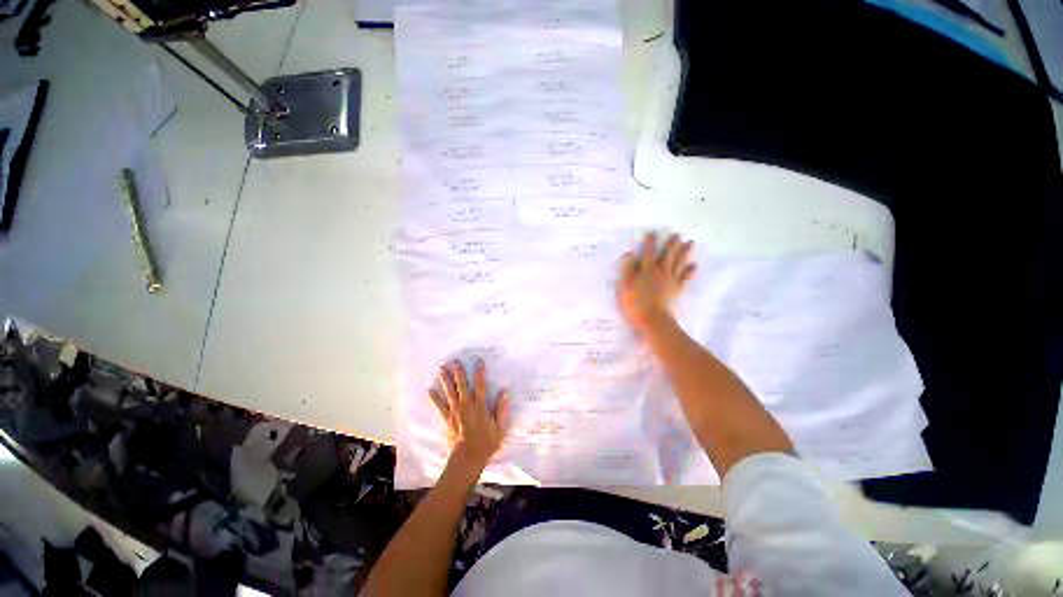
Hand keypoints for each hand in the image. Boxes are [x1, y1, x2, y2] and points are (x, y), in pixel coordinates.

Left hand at [429, 360, 509, 472]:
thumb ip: (502, 409)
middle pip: (462, 385)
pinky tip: (429, 390)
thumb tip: (504, 392)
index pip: (481, 385)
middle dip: (458, 372)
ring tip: (442, 369)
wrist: (468, 458)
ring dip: (446, 380)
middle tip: (454, 361)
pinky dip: (434, 398)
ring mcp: (455, 411)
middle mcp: (466, 405)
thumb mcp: (500, 427)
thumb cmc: (486, 442)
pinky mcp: (447, 419)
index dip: (480, 372)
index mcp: (480, 405)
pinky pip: (439, 406)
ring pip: (450, 392)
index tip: (479, 361)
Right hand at [618, 232, 695, 332]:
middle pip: (667, 255)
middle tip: (677, 234)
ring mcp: (671, 281)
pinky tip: (694, 265)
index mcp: (646, 270)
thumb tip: (630, 254)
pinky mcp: (677, 290)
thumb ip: (627, 270)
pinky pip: (685, 278)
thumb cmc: (635, 303)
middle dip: (672, 244)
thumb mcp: (625, 286)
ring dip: (684, 252)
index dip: (650, 242)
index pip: (648, 253)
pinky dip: (690, 271)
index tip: (652, 233)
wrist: (652, 319)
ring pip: (678, 263)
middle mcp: (660, 272)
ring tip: (690, 243)